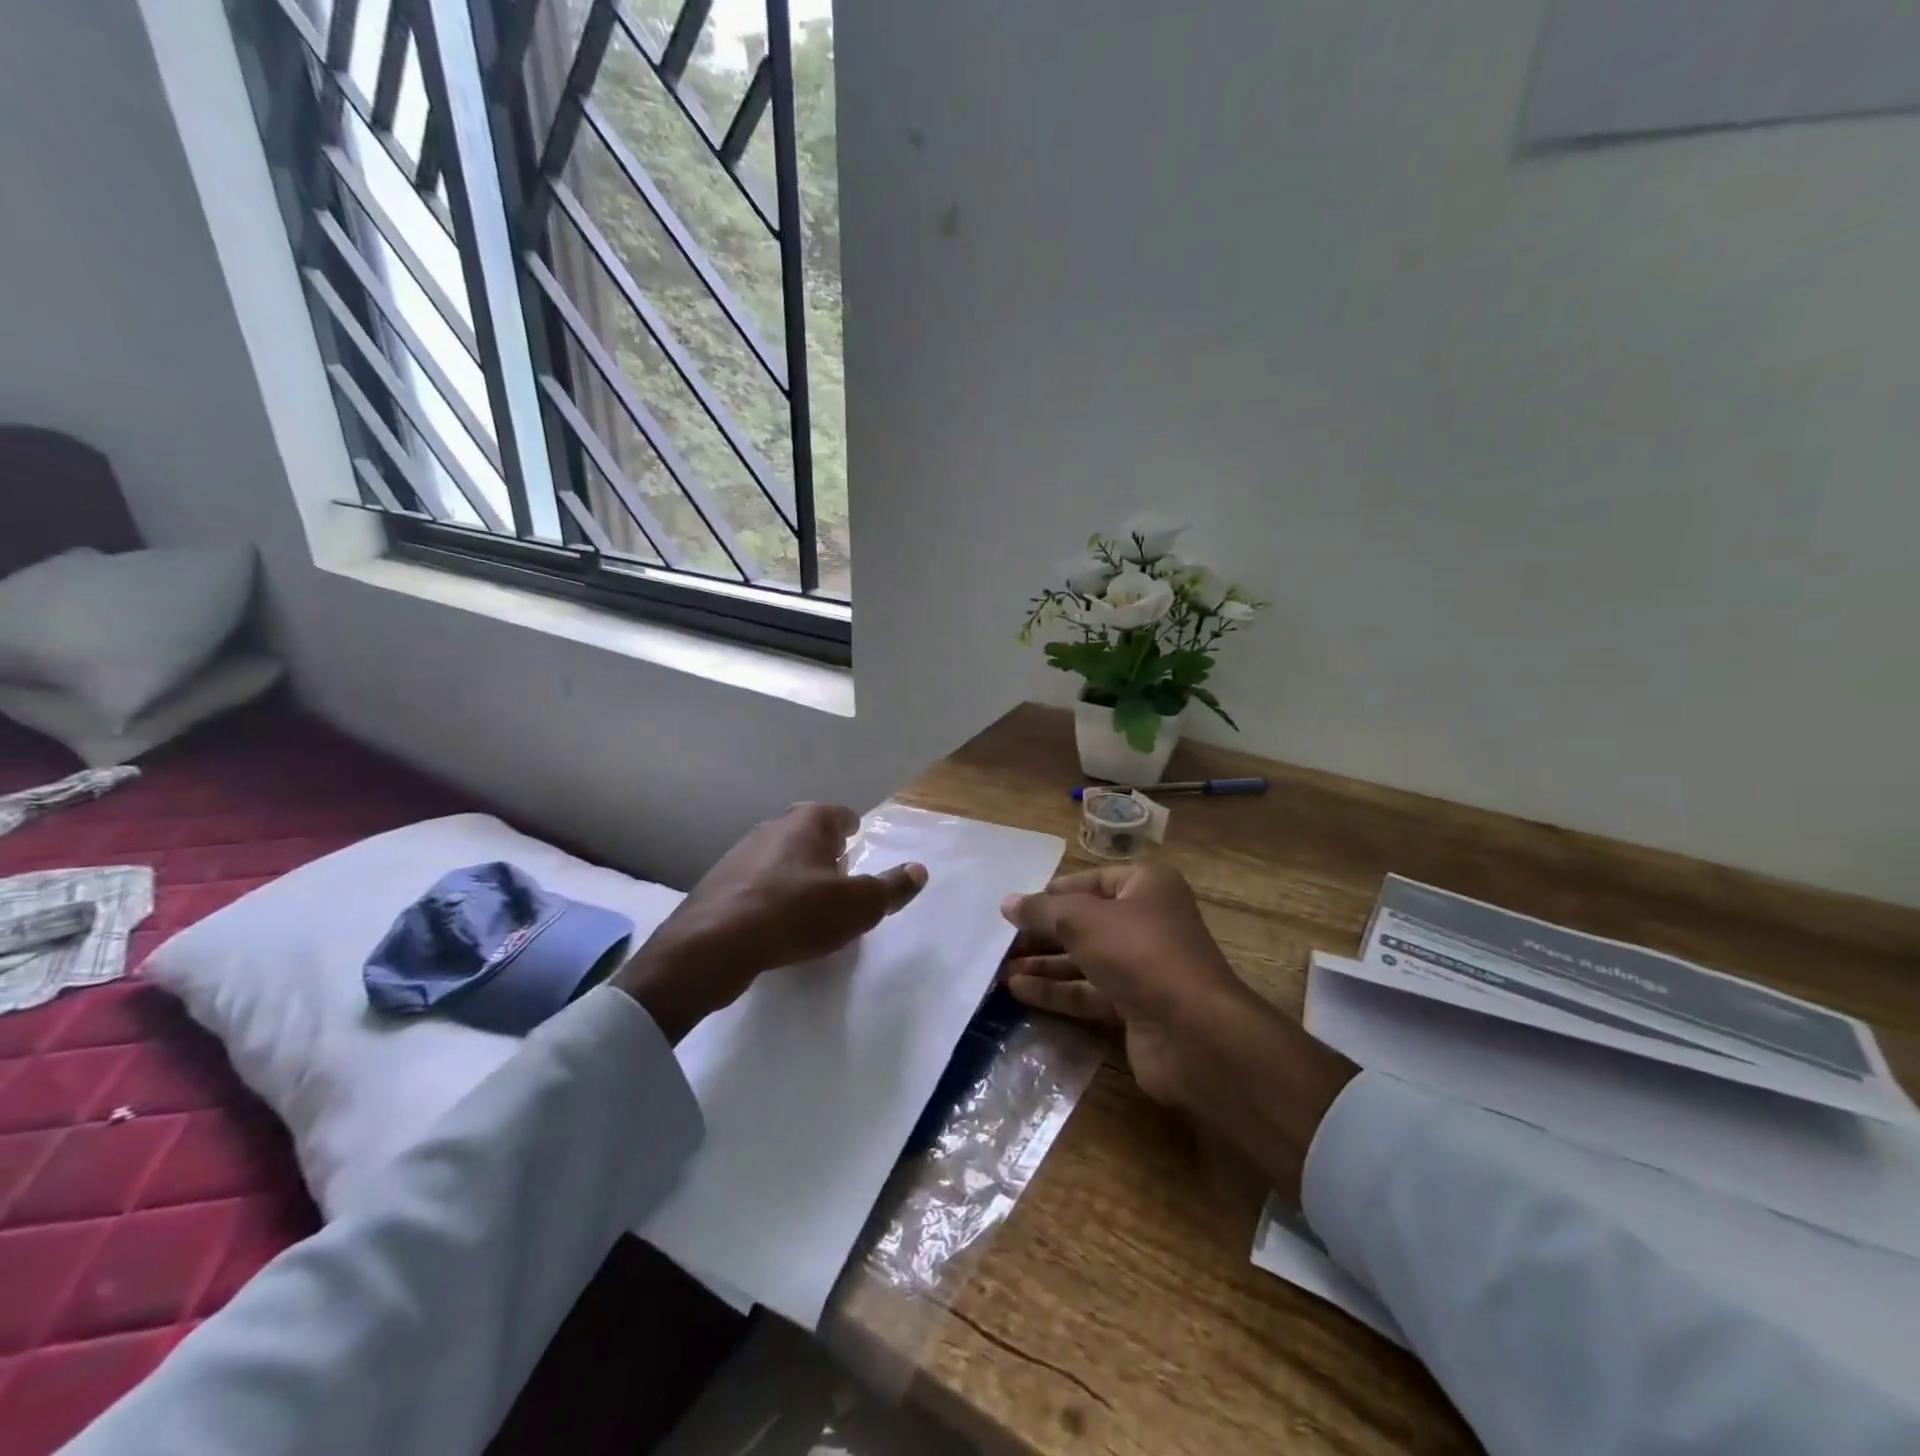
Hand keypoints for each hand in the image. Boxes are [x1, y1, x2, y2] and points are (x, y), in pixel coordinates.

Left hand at [615, 803, 926, 1041]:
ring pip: (780, 858)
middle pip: (809, 834)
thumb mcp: (858, 906)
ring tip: (807, 910)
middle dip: (826, 855)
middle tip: (840, 886)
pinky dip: (769, 897)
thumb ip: (891, 887)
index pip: (841, 815)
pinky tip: (773, 925)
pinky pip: (756, 884)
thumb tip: (919, 870)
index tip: (859, 854)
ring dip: (795, 877)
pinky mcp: (718, 883)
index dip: (855, 834)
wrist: (713, 945)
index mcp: (809, 822)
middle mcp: (773, 826)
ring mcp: (740, 852)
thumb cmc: (796, 914)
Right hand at [1001, 861, 1355, 1201]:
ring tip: (999, 969)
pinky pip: (1089, 992)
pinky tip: (1018, 990)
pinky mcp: (1135, 1006)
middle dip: (1043, 933)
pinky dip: (1056, 991)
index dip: (1052, 893)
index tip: (1015, 908)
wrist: (1194, 1032)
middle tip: (1000, 942)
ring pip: (1084, 960)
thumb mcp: (1082, 920)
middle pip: (1085, 922)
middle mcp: (1147, 921)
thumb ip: (1042, 911)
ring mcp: (1143, 966)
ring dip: (1044, 964)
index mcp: (1146, 886)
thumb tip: (1007, 903)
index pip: (1090, 881)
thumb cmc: (1139, 953)